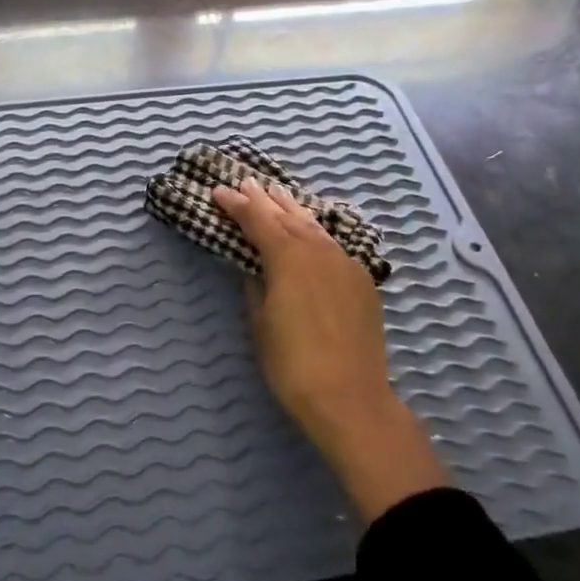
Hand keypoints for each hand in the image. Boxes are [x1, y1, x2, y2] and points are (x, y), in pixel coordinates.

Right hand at [212, 177, 450, 520]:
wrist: (351, 398)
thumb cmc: (292, 364)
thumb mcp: (260, 322)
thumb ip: (255, 286)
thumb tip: (256, 269)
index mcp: (287, 256)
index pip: (257, 220)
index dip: (236, 205)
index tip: (218, 191)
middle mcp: (318, 250)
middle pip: (287, 215)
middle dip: (264, 199)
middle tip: (247, 182)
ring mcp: (345, 263)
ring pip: (313, 226)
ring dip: (292, 209)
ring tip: (277, 194)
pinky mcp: (362, 280)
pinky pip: (333, 244)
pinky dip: (315, 232)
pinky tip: (310, 232)